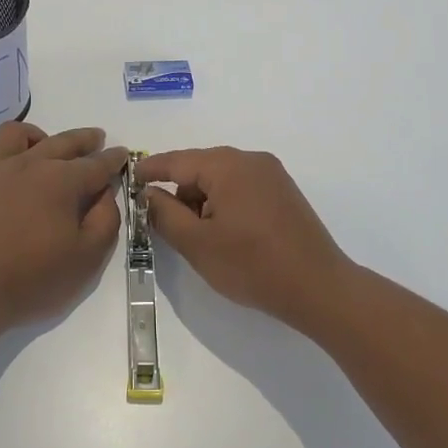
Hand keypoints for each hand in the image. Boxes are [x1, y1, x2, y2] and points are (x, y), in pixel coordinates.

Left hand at [0, 123, 126, 329]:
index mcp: (62, 180)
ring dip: (40, 136)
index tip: (122, 154)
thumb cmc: (33, 279)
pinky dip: (4, 152)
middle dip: (85, 139)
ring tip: (47, 146)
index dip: (113, 159)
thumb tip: (105, 193)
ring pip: (19, 133)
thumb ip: (105, 220)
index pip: (96, 164)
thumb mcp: (87, 258)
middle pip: (63, 141)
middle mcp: (30, 163)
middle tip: (96, 138)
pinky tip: (8, 167)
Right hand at [137, 147, 353, 326]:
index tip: (128, 181)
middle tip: (161, 221)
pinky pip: (242, 187)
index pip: (176, 161)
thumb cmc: (252, 265)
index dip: (149, 171)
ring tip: (196, 235)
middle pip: (200, 167)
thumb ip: (164, 214)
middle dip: (178, 191)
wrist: (319, 288)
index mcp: (227, 165)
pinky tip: (223, 232)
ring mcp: (271, 174)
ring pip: (221, 178)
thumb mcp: (197, 244)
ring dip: (202, 199)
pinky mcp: (284, 192)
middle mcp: (250, 160)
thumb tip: (148, 194)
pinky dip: (224, 202)